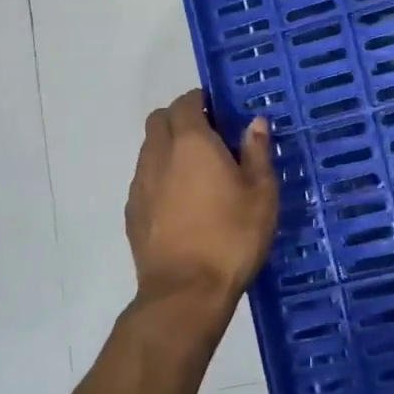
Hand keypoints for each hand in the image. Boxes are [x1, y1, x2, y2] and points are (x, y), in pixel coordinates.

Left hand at [125, 90, 278, 328]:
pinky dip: (160, 177)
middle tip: (209, 138)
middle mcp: (158, 154)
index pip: (186, 103)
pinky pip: (145, 179)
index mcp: (191, 142)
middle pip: (160, 120)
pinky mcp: (132, 212)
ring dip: (169, 148)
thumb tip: (255, 123)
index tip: (219, 112)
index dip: (200, 101)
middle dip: (180, 119)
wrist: (185, 292)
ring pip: (150, 149)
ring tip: (198, 173)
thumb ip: (257, 152)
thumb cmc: (231, 236)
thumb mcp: (261, 193)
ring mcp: (140, 184)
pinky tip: (182, 203)